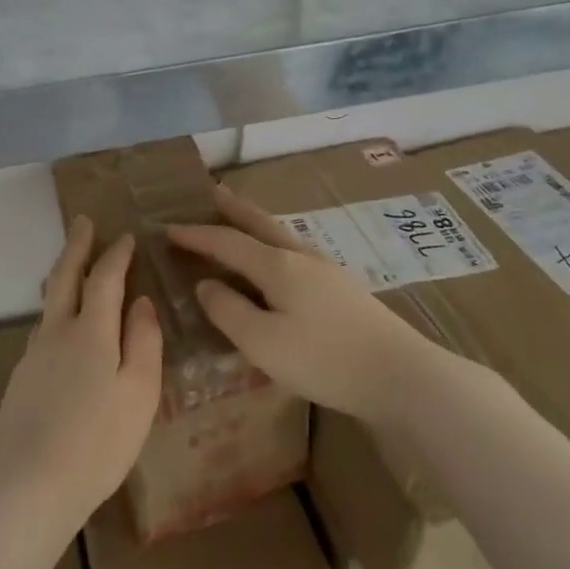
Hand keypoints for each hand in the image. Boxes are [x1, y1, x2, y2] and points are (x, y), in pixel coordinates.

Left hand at [0, 218, 162, 543]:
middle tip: (83, 222)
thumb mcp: (139, 393)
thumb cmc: (97, 442)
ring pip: (49, 302)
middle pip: (65, 277)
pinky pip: (43, 328)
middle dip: (76, 246)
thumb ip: (143, 342)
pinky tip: (61, 326)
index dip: (116, 255)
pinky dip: (55, 309)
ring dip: (63, 276)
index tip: (126, 237)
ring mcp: (33, 355)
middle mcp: (56, 332)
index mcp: (90, 331)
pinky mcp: (21, 379)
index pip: (104, 278)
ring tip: (74, 266)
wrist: (27, 488)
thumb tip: (140, 301)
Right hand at [167, 183, 450, 423]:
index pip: (227, 242)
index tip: (169, 228)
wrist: (400, 375)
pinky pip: (295, 253)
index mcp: (277, 266)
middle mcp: (301, 257)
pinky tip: (280, 261)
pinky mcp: (343, 289)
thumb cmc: (324, 360)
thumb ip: (228, 311)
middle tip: (212, 193)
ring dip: (256, 224)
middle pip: (260, 224)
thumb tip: (206, 284)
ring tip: (241, 218)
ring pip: (281, 236)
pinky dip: (274, 245)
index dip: (196, 235)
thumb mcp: (262, 342)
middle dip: (233, 209)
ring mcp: (326, 270)